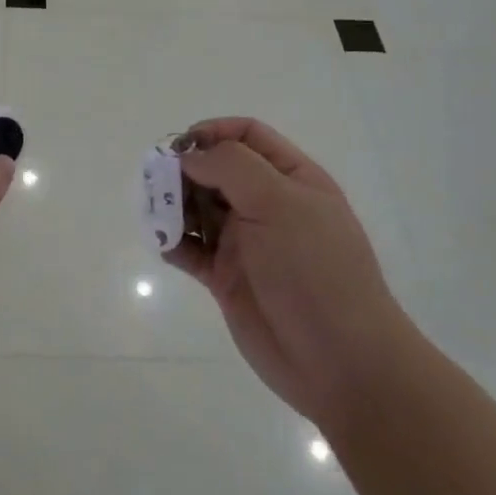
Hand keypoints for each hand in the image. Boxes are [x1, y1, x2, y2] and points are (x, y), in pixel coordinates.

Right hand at [166, 118, 406, 423]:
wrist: (340, 362)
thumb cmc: (315, 270)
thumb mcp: (279, 202)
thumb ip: (231, 167)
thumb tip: (189, 157)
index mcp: (291, 179)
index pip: (248, 136)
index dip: (213, 132)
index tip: (180, 146)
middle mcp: (267, 205)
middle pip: (216, 170)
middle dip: (184, 170)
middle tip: (157, 182)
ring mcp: (246, 243)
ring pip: (199, 208)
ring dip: (173, 205)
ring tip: (156, 214)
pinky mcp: (227, 279)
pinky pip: (191, 250)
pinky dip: (173, 242)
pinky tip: (164, 244)